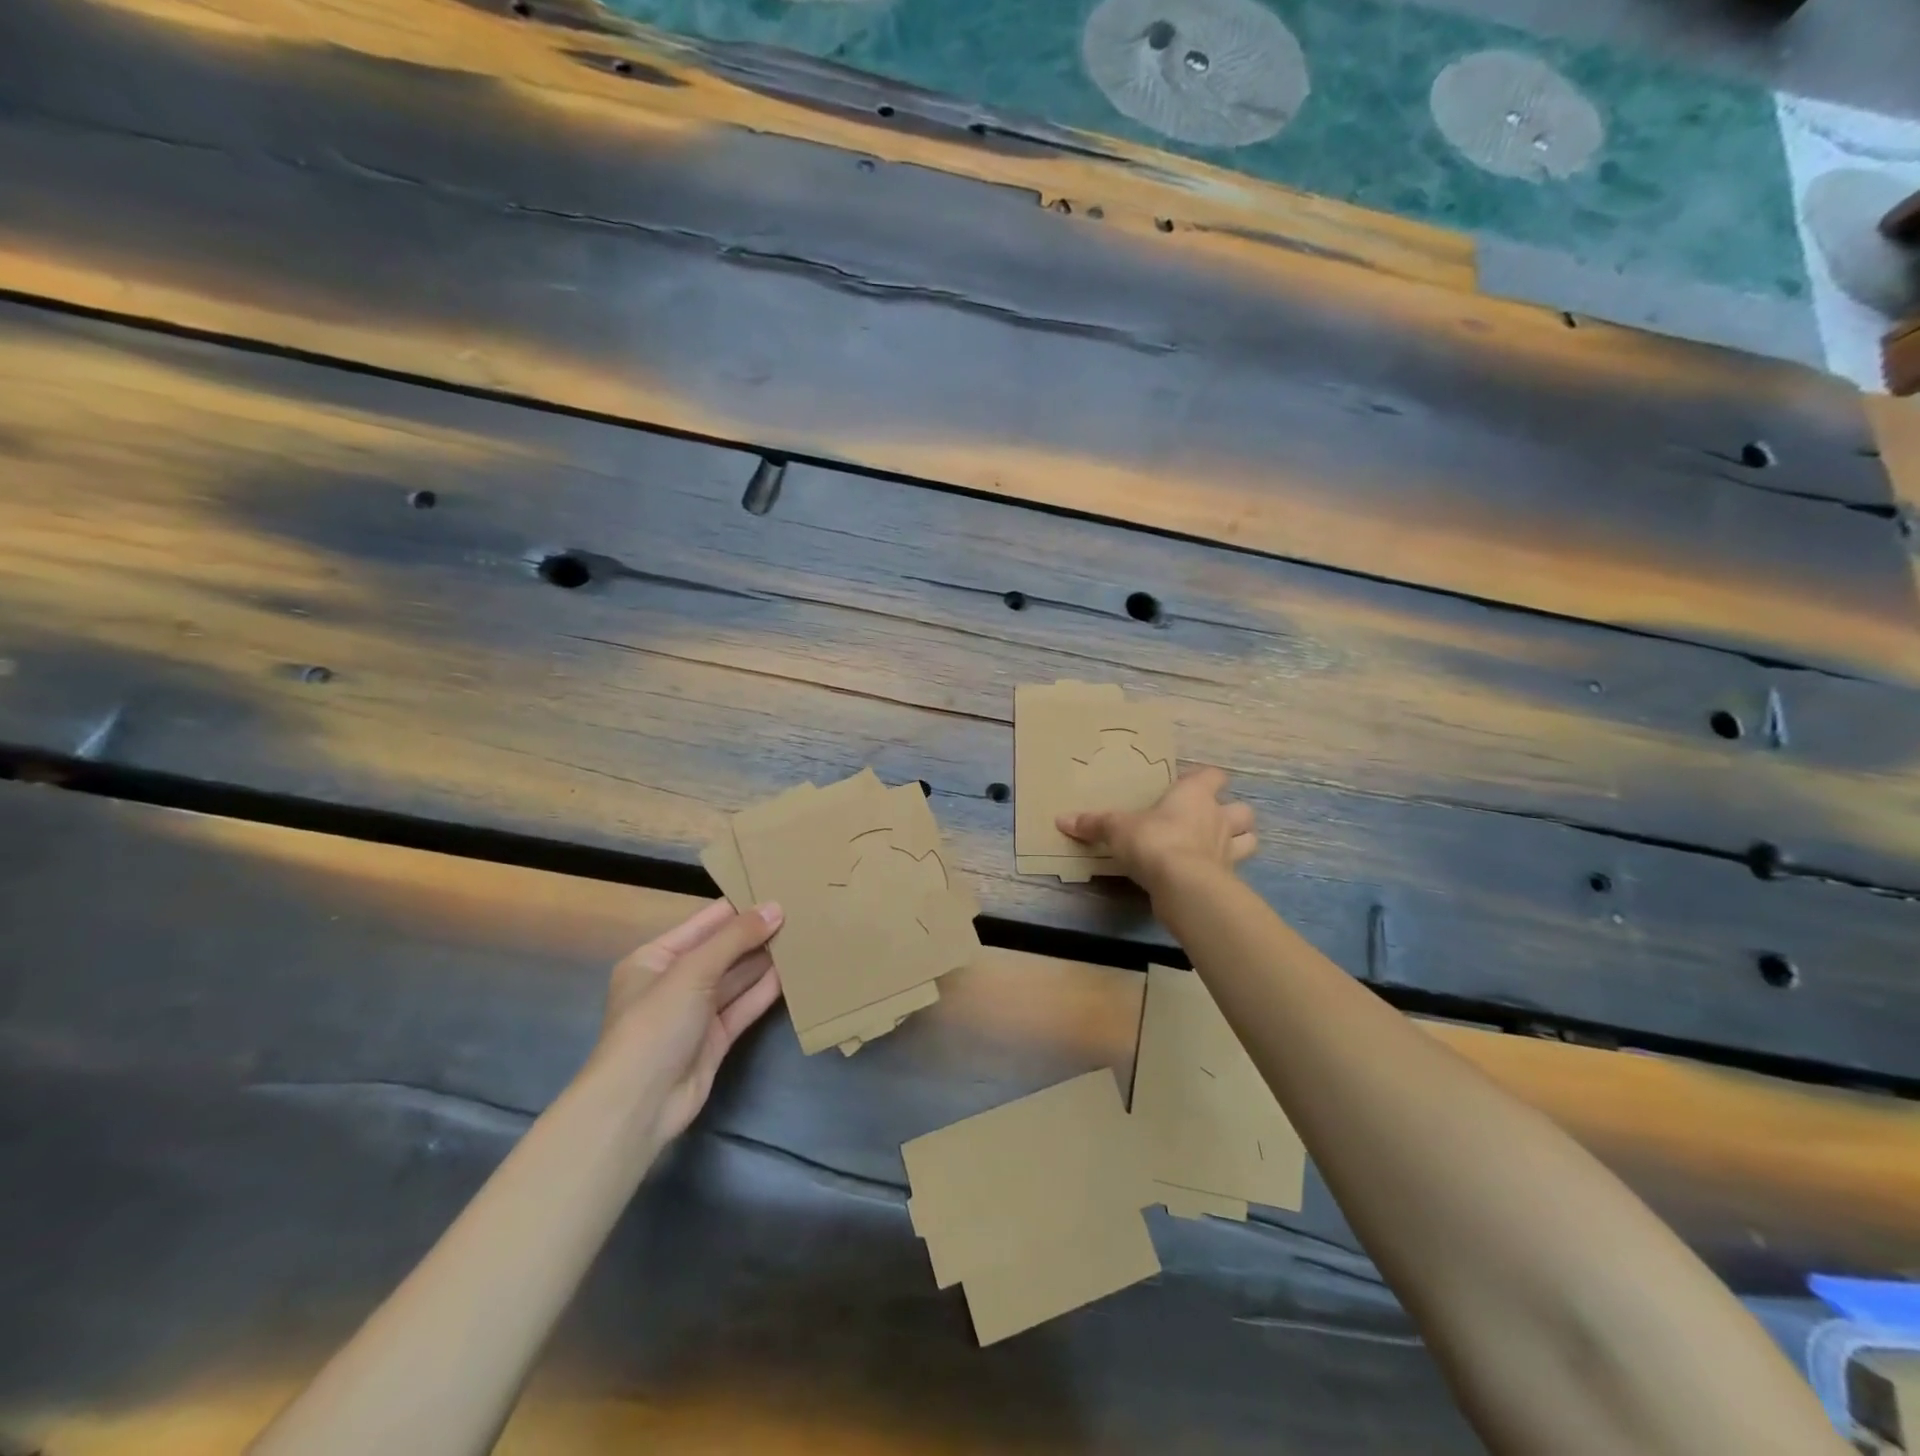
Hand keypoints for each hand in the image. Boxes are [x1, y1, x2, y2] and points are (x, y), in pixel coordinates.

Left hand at [587, 899, 784, 1148]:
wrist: (639, 1105)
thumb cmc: (655, 1024)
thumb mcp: (692, 972)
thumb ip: (735, 938)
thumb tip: (775, 908)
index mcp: (655, 958)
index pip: (703, 923)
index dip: (738, 907)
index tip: (775, 888)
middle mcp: (674, 982)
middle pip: (722, 950)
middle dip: (755, 933)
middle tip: (799, 911)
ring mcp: (695, 1012)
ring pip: (736, 979)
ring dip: (764, 961)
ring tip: (802, 936)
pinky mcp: (715, 1039)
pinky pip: (743, 1007)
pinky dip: (765, 991)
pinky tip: (792, 973)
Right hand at [1056, 766, 1256, 894]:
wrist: (1183, 885)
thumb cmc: (1153, 842)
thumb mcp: (1116, 829)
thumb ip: (1093, 823)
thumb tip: (1061, 819)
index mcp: (1194, 795)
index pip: (1213, 775)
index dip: (1205, 779)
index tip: (1188, 786)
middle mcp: (1217, 817)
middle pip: (1242, 809)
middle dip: (1231, 813)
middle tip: (1208, 821)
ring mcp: (1228, 850)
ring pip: (1249, 839)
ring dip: (1238, 841)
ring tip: (1218, 848)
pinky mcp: (1229, 879)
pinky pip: (1235, 871)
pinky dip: (1226, 873)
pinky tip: (1209, 877)